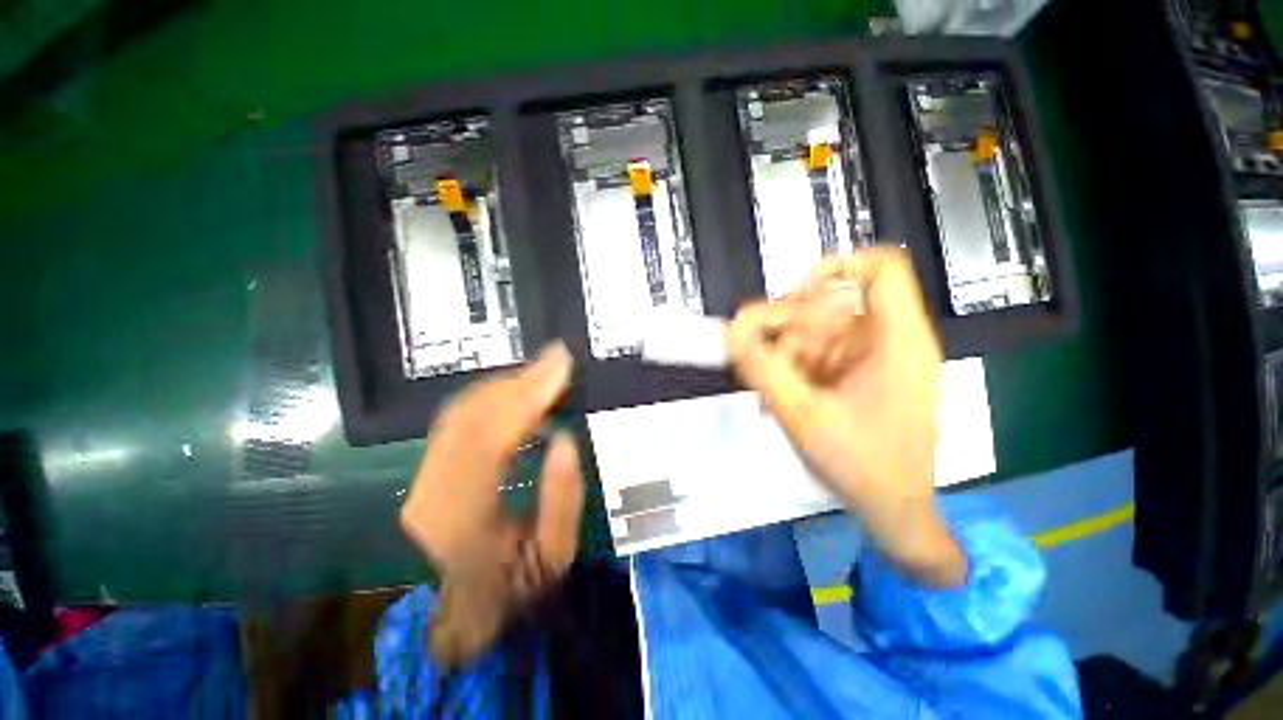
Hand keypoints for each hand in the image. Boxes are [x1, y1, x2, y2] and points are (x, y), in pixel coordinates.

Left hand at [400, 342, 583, 665]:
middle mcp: (432, 494)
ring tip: (543, 372)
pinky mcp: (427, 474)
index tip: (561, 364)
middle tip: (556, 360)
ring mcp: (423, 482)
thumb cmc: (518, 587)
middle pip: (471, 416)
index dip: (528, 395)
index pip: (492, 437)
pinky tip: (517, 392)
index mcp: (465, 519)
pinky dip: (491, 398)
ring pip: (460, 412)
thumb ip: (562, 496)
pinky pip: (457, 421)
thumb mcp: (556, 554)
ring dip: (505, 386)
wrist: (468, 612)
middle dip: (519, 381)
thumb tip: (564, 437)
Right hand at [728, 248, 965, 586]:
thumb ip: (760, 366)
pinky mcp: (866, 374)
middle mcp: (893, 340)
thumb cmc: (859, 465)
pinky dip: (798, 369)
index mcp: (897, 341)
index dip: (832, 268)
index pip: (879, 268)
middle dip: (790, 330)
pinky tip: (787, 398)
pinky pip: (823, 353)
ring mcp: (879, 358)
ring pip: (820, 330)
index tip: (793, 297)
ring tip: (774, 393)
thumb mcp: (799, 412)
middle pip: (833, 302)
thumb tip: (732, 329)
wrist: (893, 509)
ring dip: (788, 355)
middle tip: (765, 362)